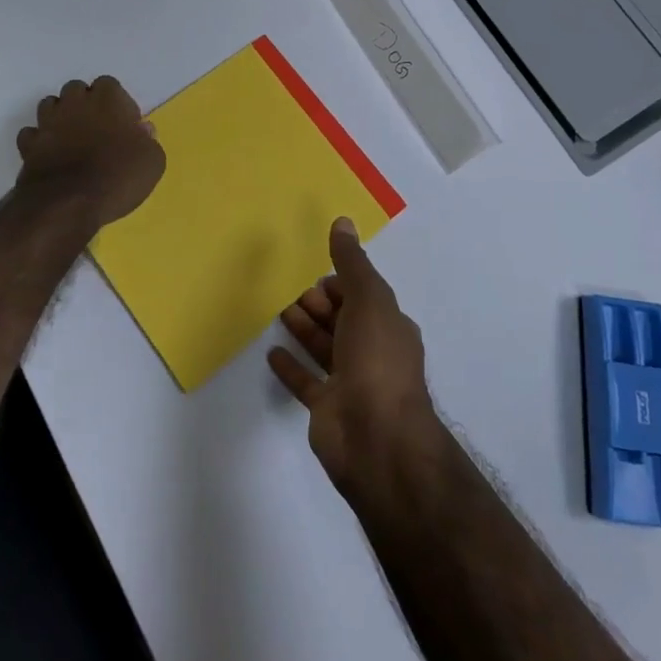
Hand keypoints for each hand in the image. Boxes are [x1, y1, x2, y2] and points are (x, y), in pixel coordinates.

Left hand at [16, 77, 164, 230]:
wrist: (68, 204)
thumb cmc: (118, 177)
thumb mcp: (153, 161)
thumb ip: (148, 140)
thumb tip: (142, 130)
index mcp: (107, 99)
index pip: (109, 84)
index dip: (117, 103)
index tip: (124, 125)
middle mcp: (75, 102)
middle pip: (76, 90)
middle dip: (85, 104)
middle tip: (97, 129)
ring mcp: (48, 122)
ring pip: (50, 105)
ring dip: (60, 117)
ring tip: (71, 139)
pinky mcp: (28, 144)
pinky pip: (32, 133)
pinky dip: (40, 140)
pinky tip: (50, 154)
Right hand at [268, 219, 441, 499]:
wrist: (376, 438)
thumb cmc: (376, 360)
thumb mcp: (368, 300)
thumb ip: (352, 263)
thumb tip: (343, 221)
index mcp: (389, 327)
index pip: (364, 297)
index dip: (342, 284)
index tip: (317, 273)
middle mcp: (373, 353)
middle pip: (343, 321)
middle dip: (321, 304)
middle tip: (291, 288)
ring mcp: (351, 383)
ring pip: (324, 348)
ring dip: (304, 328)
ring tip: (278, 310)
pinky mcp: (327, 409)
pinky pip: (306, 382)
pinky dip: (291, 366)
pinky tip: (272, 353)